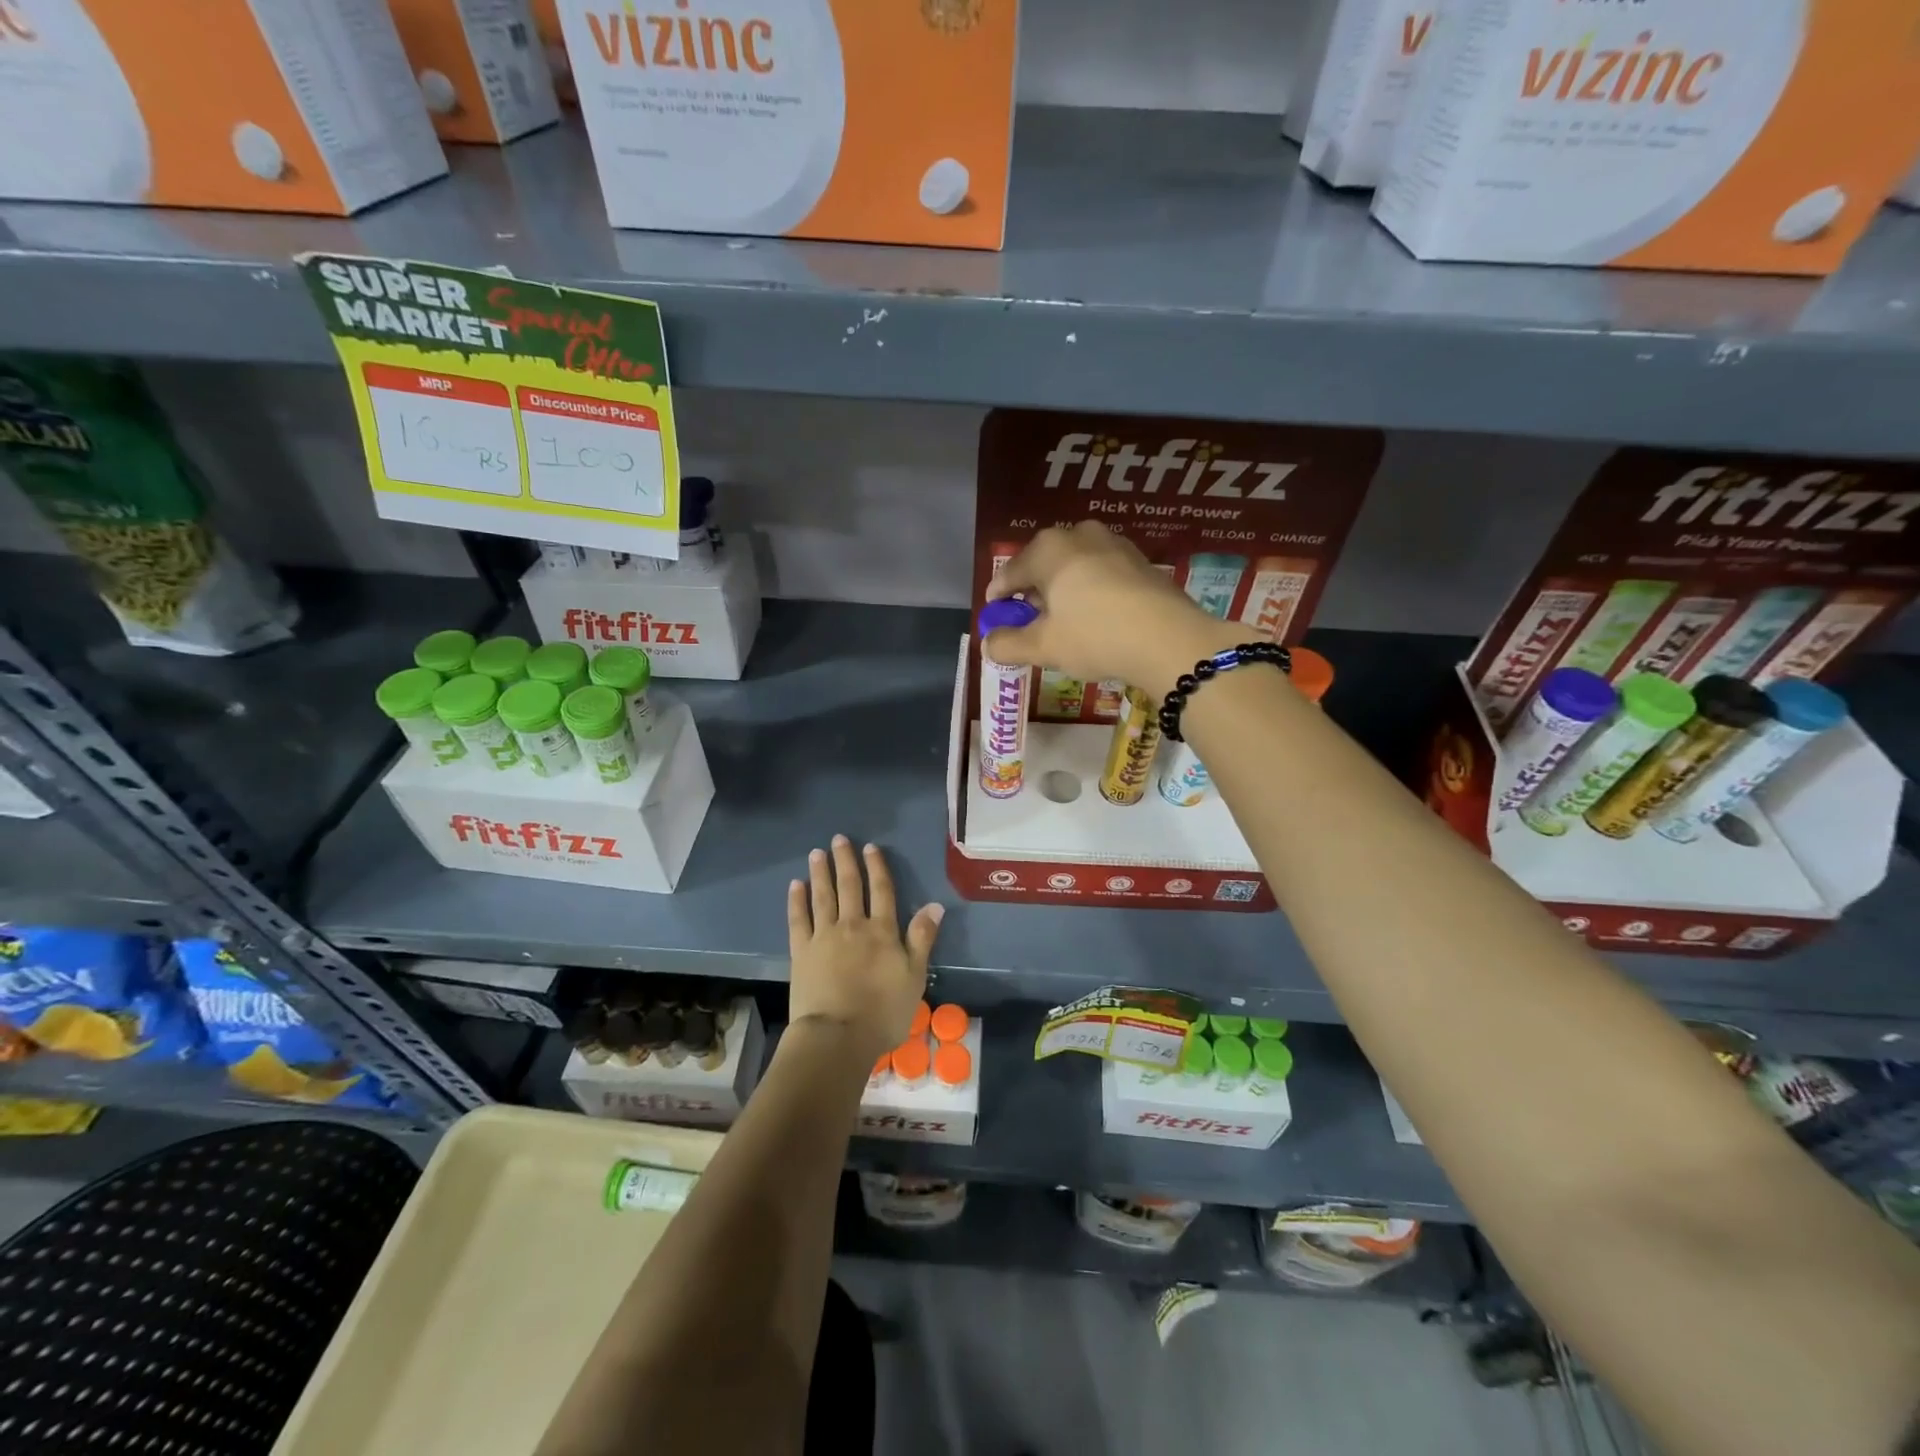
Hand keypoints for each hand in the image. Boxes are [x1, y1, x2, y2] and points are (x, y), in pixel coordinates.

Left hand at [787, 836, 943, 1063]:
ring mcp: (824, 937)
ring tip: (817, 853)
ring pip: (823, 896)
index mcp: (882, 931)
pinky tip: (795, 885)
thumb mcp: (914, 976)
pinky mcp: (801, 952)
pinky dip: (797, 901)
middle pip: (850, 886)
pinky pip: (798, 919)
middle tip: (839, 839)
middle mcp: (853, 925)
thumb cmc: (883, 1011)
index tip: (870, 847)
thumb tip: (935, 905)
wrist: (838, 1036)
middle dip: (846, 861)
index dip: (877, 867)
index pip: (882, 891)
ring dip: (820, 873)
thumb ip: (922, 938)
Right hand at [985, 523, 1239, 695]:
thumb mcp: (1044, 647)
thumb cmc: (1095, 636)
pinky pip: (1101, 572)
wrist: (1170, 640)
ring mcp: (1114, 544)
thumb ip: (1008, 644)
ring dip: (1063, 590)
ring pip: (1074, 566)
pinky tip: (1095, 616)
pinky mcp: (1141, 561)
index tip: (993, 615)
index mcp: (1048, 549)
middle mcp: (1079, 535)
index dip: (998, 596)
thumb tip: (988, 644)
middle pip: (1043, 565)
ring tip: (1062, 619)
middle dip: (1032, 591)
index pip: (1010, 572)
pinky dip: (1090, 590)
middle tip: (1028, 620)